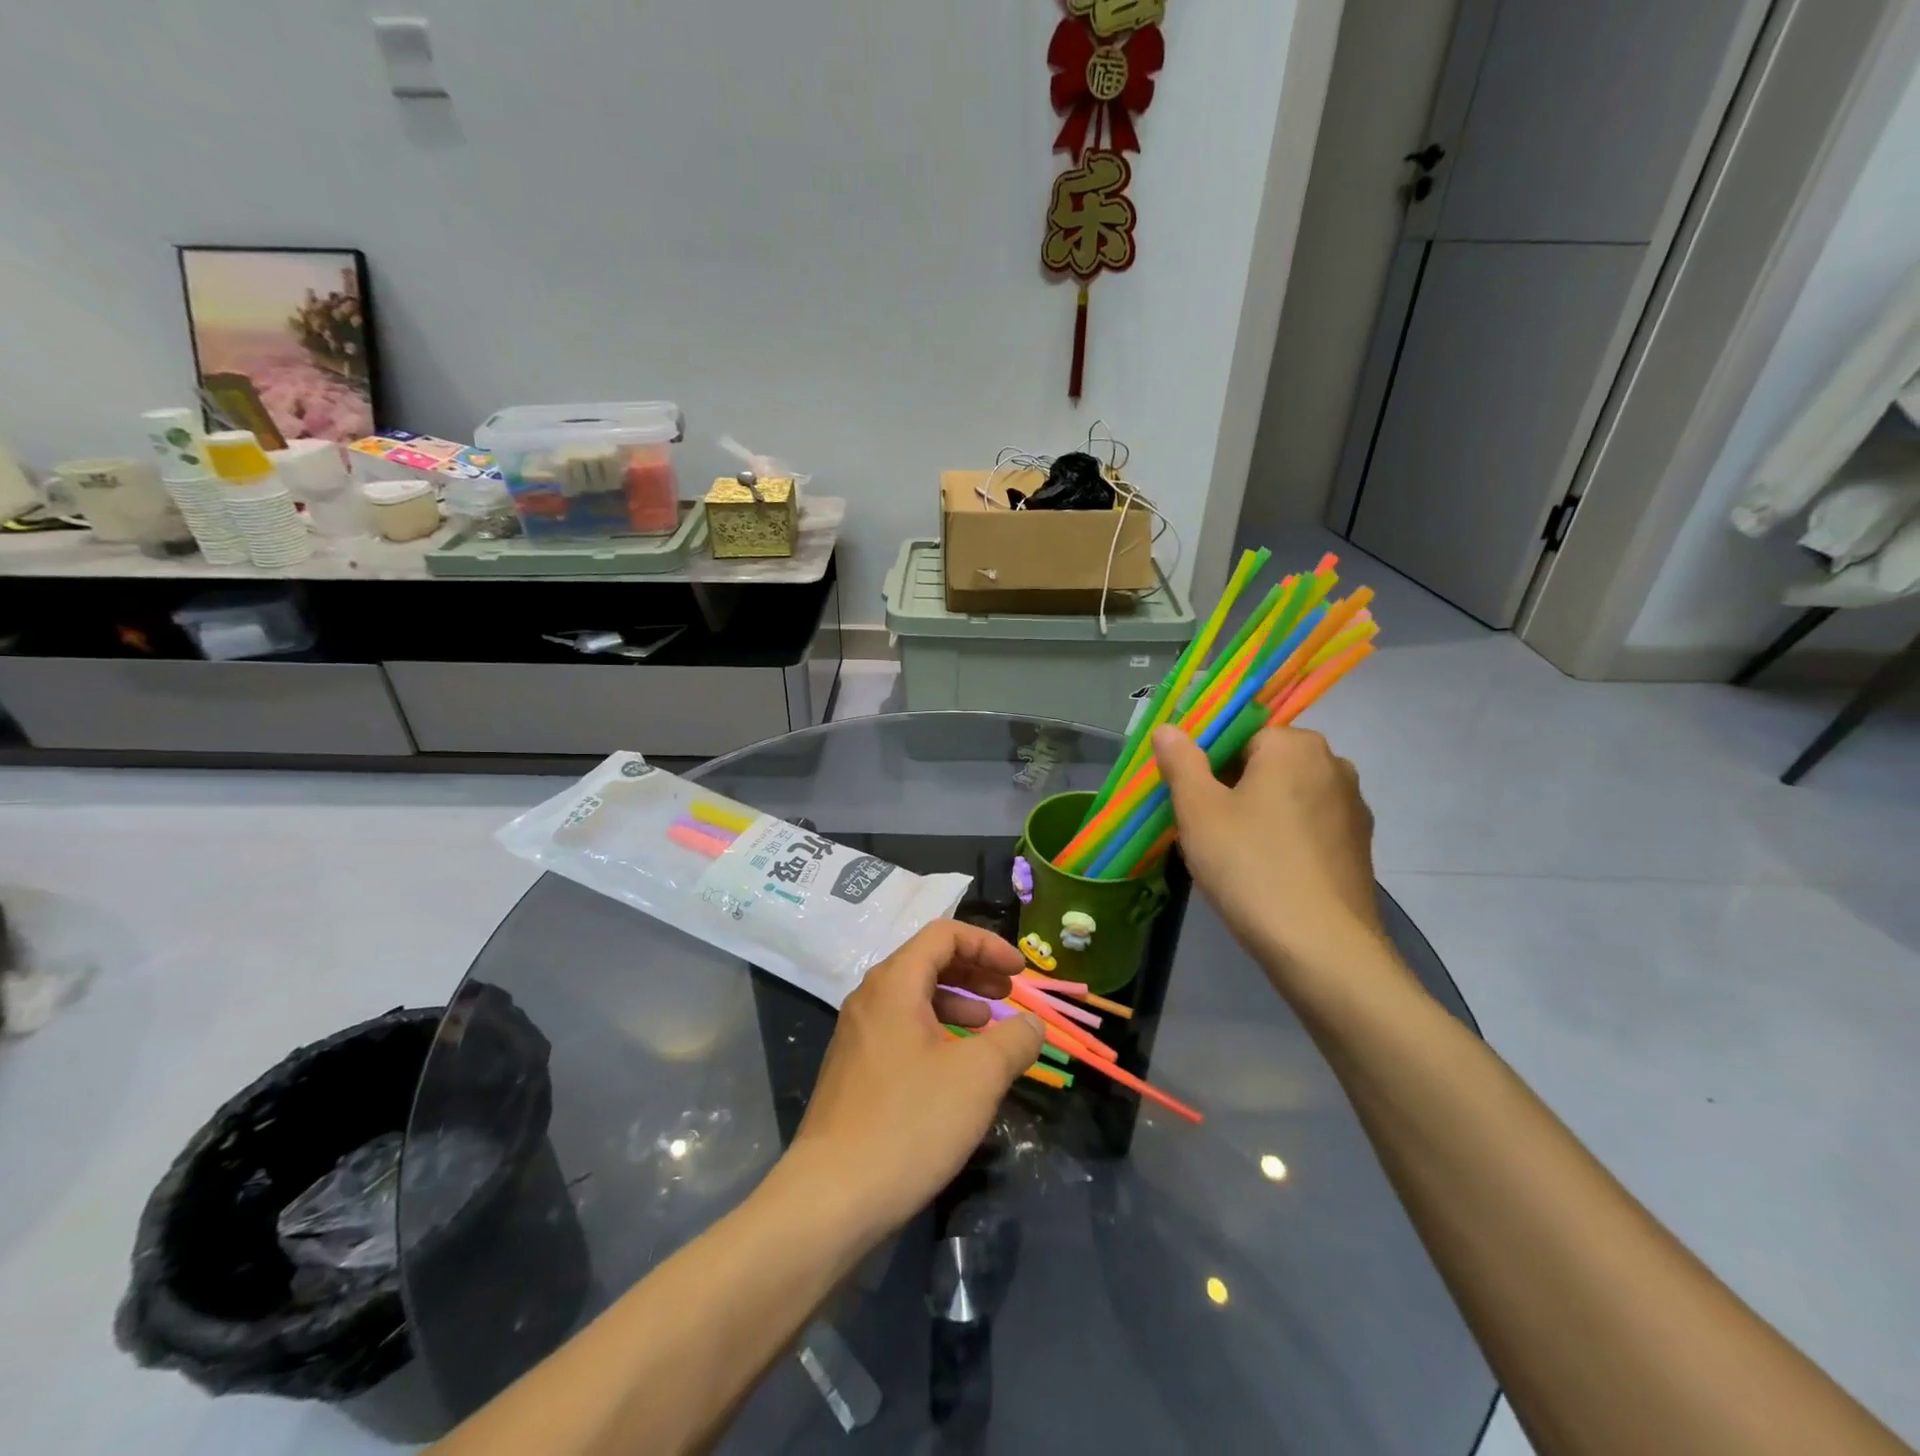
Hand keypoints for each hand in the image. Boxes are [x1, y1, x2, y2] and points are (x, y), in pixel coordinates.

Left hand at [785, 921, 1043, 1232]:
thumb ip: (1014, 1040)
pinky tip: (957, 1067)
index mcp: (894, 983)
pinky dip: (936, 1031)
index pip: (944, 934)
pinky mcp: (855, 1069)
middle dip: (975, 971)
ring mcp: (858, 1034)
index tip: (1020, 972)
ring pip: (914, 997)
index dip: (988, 944)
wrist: (833, 1197)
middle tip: (1009, 994)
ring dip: (958, 1002)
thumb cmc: (910, 1122)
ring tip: (990, 1028)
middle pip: (927, 961)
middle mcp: (870, 998)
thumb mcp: (978, 1077)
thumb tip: (1032, 1025)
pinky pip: (902, 1029)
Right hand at [1153, 724, 1389, 987]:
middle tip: (1203, 827)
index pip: (1238, 733)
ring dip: (1259, 812)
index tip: (1189, 797)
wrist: (1322, 948)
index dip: (1206, 762)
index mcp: (1294, 745)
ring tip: (1232, 853)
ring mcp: (1353, 807)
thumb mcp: (1199, 812)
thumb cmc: (1251, 867)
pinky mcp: (1360, 846)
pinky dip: (1285, 837)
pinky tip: (1266, 871)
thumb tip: (1169, 728)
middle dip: (1232, 786)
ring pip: (1288, 795)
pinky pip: (1309, 826)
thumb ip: (1181, 762)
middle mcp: (1333, 764)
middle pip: (1266, 762)